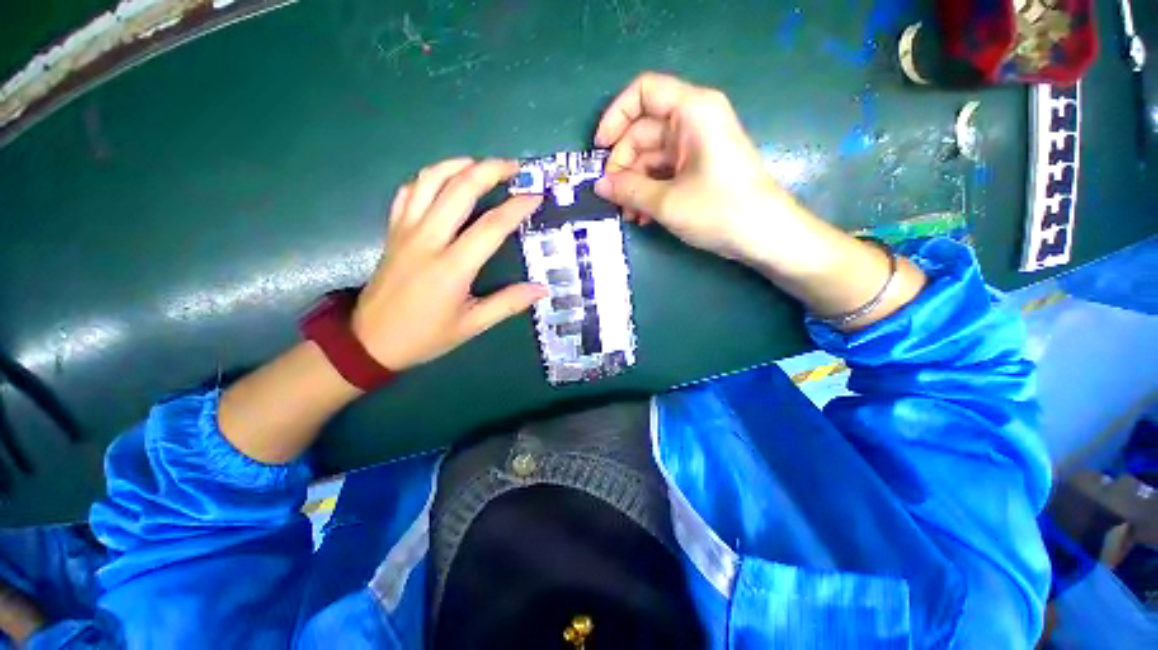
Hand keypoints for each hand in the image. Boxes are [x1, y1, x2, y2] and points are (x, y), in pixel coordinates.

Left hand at [351, 158, 545, 370]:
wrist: (370, 340)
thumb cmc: (425, 335)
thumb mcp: (472, 325)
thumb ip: (508, 303)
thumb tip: (542, 289)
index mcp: (452, 267)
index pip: (491, 227)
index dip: (517, 208)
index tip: (536, 197)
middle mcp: (428, 240)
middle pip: (459, 190)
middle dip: (489, 171)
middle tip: (513, 167)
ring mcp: (406, 231)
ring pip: (429, 181)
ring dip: (457, 165)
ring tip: (481, 164)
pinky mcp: (393, 231)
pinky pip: (408, 192)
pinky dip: (428, 178)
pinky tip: (444, 180)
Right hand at [593, 73, 804, 264]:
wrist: (764, 235)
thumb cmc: (719, 211)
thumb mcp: (667, 202)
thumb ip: (628, 190)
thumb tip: (599, 185)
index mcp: (692, 111)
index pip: (644, 92)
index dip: (616, 117)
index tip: (599, 150)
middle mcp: (694, 121)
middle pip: (643, 130)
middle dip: (623, 165)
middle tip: (612, 197)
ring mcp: (697, 145)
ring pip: (651, 156)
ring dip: (634, 185)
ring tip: (628, 215)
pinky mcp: (698, 167)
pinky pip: (664, 171)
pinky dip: (649, 191)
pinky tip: (643, 216)